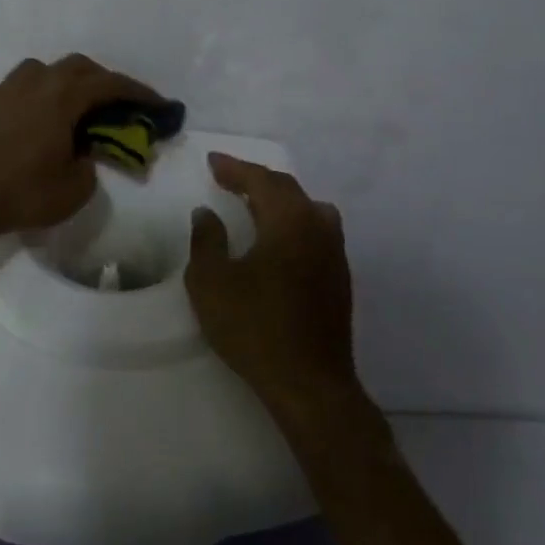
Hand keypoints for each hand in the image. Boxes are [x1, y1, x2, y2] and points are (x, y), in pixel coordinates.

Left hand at [0, 55, 164, 241]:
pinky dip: (23, 102)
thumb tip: (81, 154)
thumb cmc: (22, 193)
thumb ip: (89, 165)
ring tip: (63, 109)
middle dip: (99, 80)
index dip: (138, 93)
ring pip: (36, 72)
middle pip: (75, 66)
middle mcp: (31, 82)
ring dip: (58, 84)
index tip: (156, 104)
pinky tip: (19, 124)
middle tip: (111, 102)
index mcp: (62, 96)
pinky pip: (6, 92)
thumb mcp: (74, 190)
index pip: (109, 84)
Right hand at [187, 154, 359, 420]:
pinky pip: (314, 231)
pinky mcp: (339, 278)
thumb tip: (206, 213)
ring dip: (278, 201)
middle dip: (255, 180)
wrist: (309, 384)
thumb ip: (206, 240)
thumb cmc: (255, 327)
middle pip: (287, 190)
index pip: (262, 180)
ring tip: (253, 205)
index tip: (212, 161)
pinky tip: (275, 240)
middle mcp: (319, 227)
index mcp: (290, 220)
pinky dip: (291, 223)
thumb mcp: (212, 282)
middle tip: (227, 177)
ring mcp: (334, 254)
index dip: (235, 168)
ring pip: (307, 209)